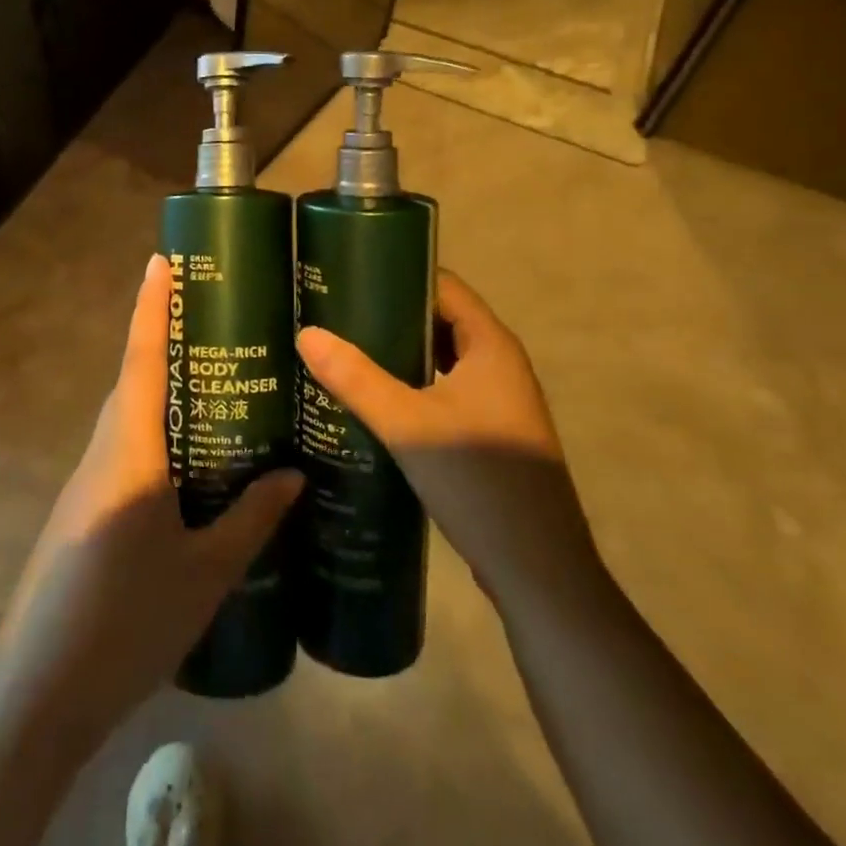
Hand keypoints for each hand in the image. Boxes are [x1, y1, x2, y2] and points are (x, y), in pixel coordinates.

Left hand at [0, 254, 302, 740]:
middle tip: (218, 324)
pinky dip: (156, 434)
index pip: (143, 361)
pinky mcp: (84, 511)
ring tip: (217, 385)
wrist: (39, 694)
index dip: (152, 308)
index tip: (161, 261)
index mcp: (131, 453)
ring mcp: (87, 483)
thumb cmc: (127, 623)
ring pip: (129, 417)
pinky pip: (124, 450)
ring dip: (162, 390)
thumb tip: (294, 475)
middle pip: (135, 382)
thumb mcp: (205, 574)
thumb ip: (252, 520)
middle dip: (166, 344)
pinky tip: (191, 461)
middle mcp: (103, 453)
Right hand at [295, 271, 595, 598]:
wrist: (538, 571)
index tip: (351, 273)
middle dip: (392, 314)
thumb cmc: (479, 481)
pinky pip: (445, 390)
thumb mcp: (408, 425)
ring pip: (442, 359)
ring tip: (347, 349)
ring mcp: (498, 401)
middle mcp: (499, 364)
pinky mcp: (490, 434)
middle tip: (337, 312)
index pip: (444, 286)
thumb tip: (307, 334)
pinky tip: (375, 398)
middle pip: (441, 320)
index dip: (400, 273)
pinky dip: (413, 385)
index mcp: (490, 346)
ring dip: (401, 352)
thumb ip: (356, 378)